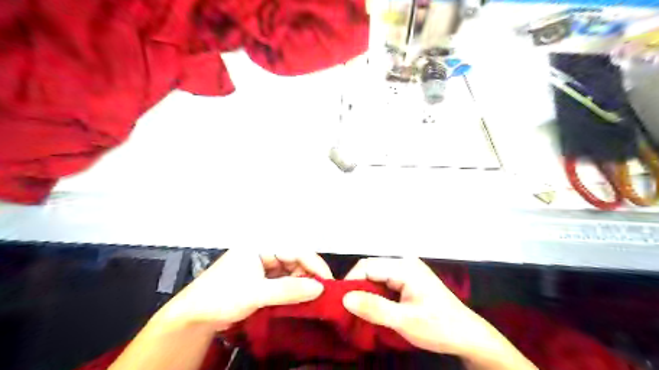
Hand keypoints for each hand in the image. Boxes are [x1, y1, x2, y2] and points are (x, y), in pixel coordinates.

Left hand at [156, 251, 331, 331]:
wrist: (194, 317)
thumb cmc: (221, 297)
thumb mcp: (255, 294)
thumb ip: (288, 290)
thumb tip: (319, 288)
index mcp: (261, 245)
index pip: (295, 249)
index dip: (314, 264)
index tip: (328, 282)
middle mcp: (264, 251)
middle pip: (295, 259)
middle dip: (309, 275)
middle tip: (321, 294)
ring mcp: (263, 265)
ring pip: (291, 271)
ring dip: (302, 284)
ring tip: (312, 299)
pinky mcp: (262, 279)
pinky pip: (284, 281)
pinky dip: (293, 290)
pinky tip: (299, 300)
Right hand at [343, 259, 496, 355]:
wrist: (468, 336)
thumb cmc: (439, 327)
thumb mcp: (404, 321)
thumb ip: (374, 308)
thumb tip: (344, 298)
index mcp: (404, 266)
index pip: (367, 266)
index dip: (351, 282)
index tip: (342, 304)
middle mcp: (405, 262)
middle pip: (371, 268)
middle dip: (358, 287)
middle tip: (350, 310)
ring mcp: (408, 270)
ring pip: (376, 276)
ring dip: (367, 292)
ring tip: (361, 311)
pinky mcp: (409, 279)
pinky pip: (385, 282)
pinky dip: (377, 294)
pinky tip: (376, 308)